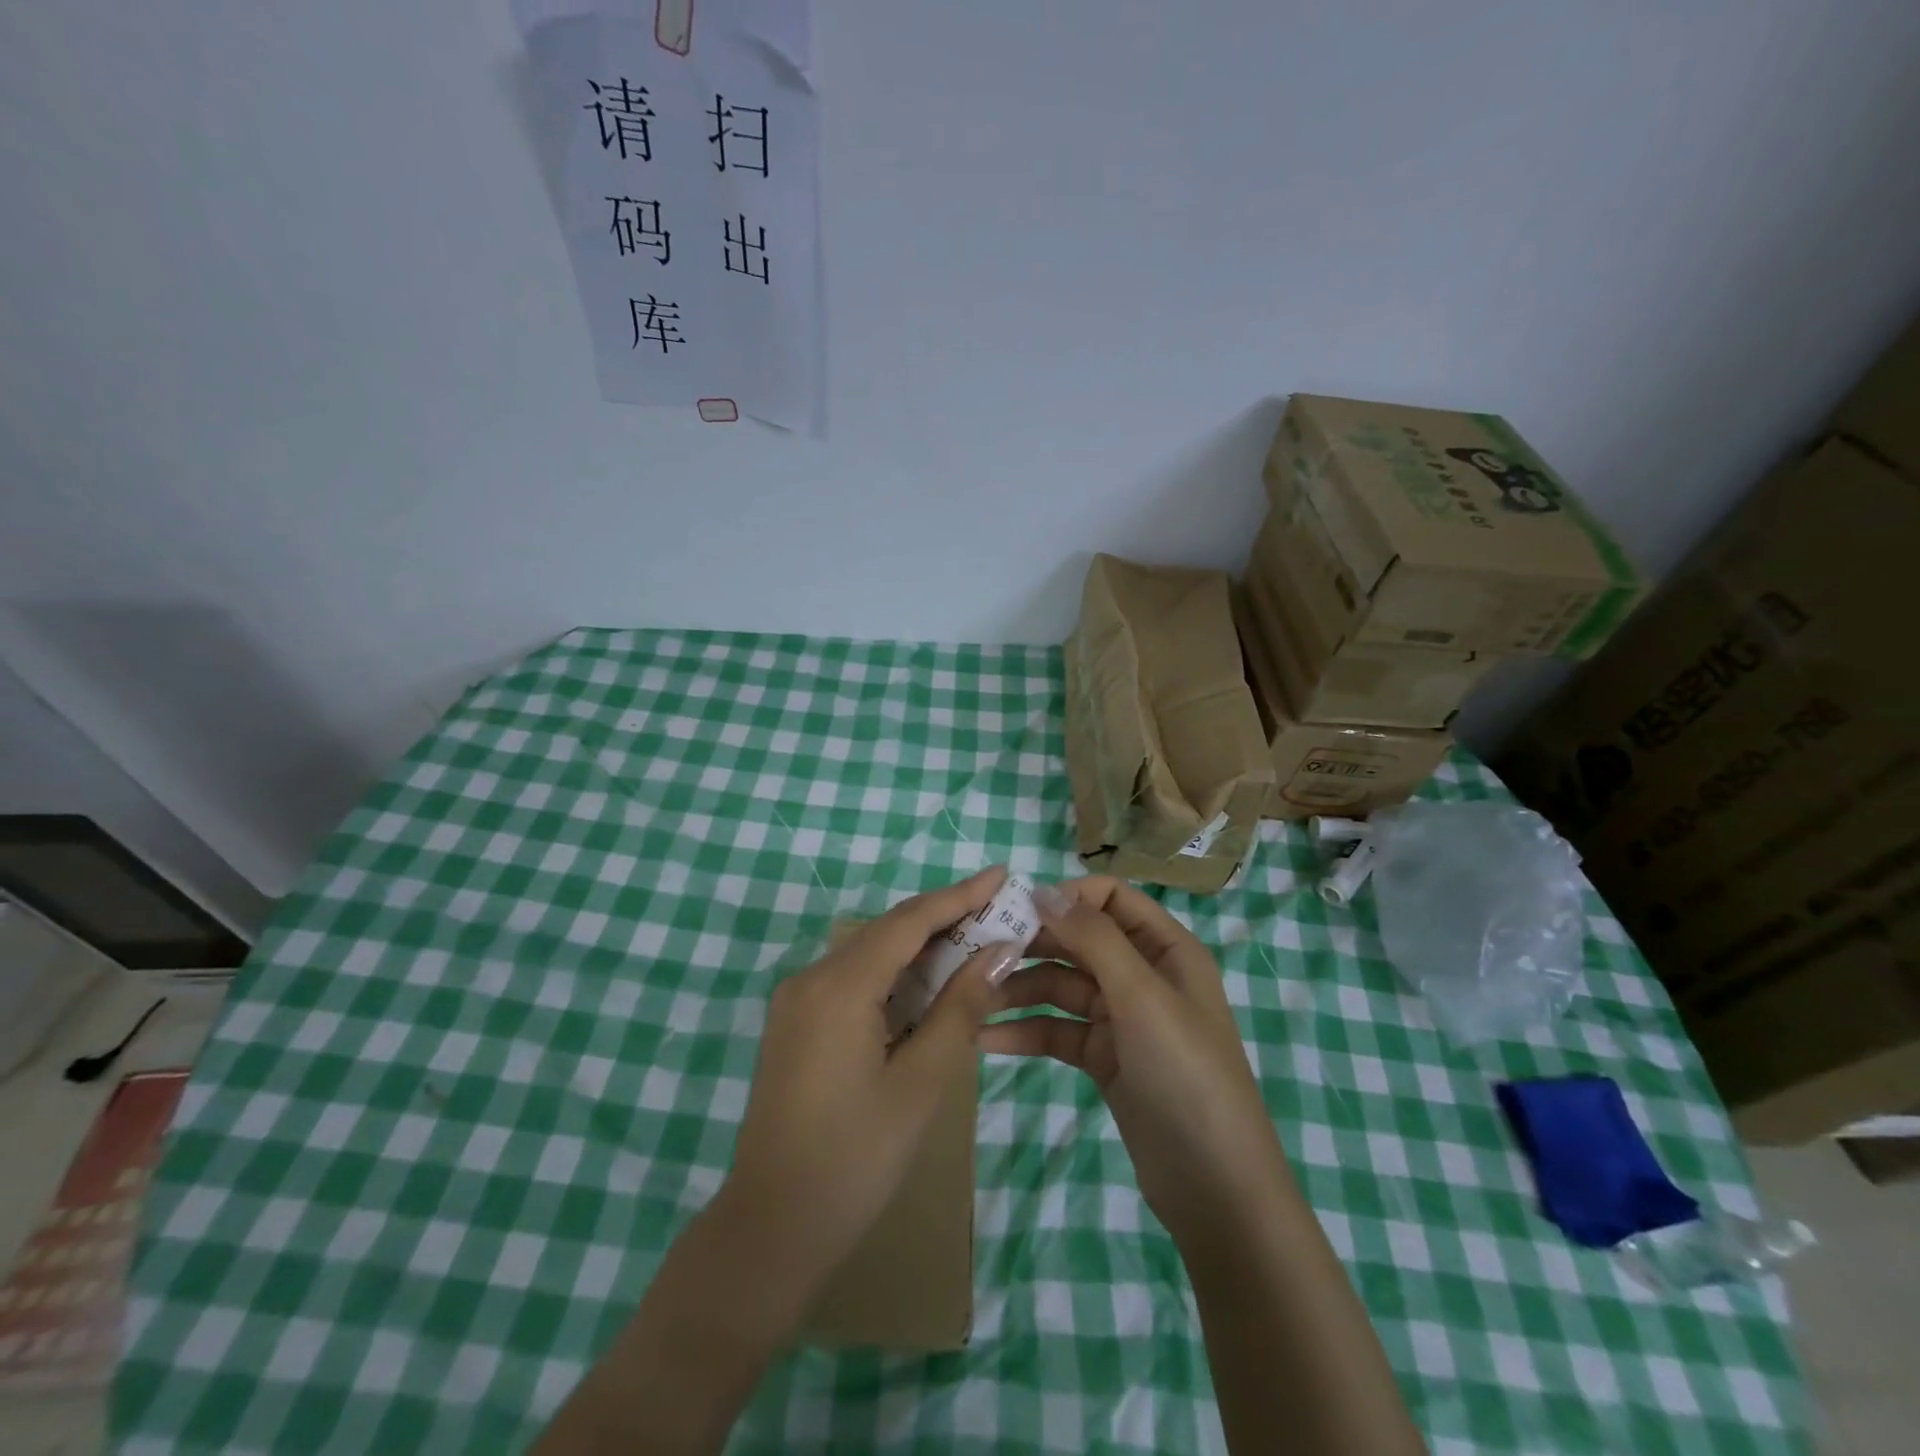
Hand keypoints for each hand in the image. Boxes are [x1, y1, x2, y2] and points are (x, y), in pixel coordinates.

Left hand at [714, 865, 1023, 1325]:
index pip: (910, 920)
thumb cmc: (856, 1158)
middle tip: (999, 911)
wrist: (770, 1228)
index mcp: (840, 984)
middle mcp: (812, 977)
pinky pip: (852, 979)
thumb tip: (998, 953)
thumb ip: (960, 1008)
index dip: (959, 895)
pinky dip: (894, 974)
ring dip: (920, 947)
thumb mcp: (921, 1081)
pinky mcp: (795, 1023)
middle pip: (888, 930)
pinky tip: (928, 983)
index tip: (1001, 874)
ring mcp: (797, 1000)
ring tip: (975, 940)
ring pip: (869, 953)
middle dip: (944, 918)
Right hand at [983, 877, 1289, 1247]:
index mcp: (1166, 949)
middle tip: (979, 952)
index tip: (1017, 910)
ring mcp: (1122, 1018)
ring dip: (1020, 989)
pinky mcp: (1104, 1058)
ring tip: (973, 997)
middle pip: (1079, 941)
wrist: (1215, 1188)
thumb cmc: (1186, 1074)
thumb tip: (1045, 890)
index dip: (1067, 897)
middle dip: (1033, 943)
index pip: (1111, 898)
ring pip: (1062, 986)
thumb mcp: (1142, 996)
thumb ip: (1094, 938)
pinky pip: (1058, 1031)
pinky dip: (1026, 1031)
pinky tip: (985, 1039)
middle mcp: (1143, 974)